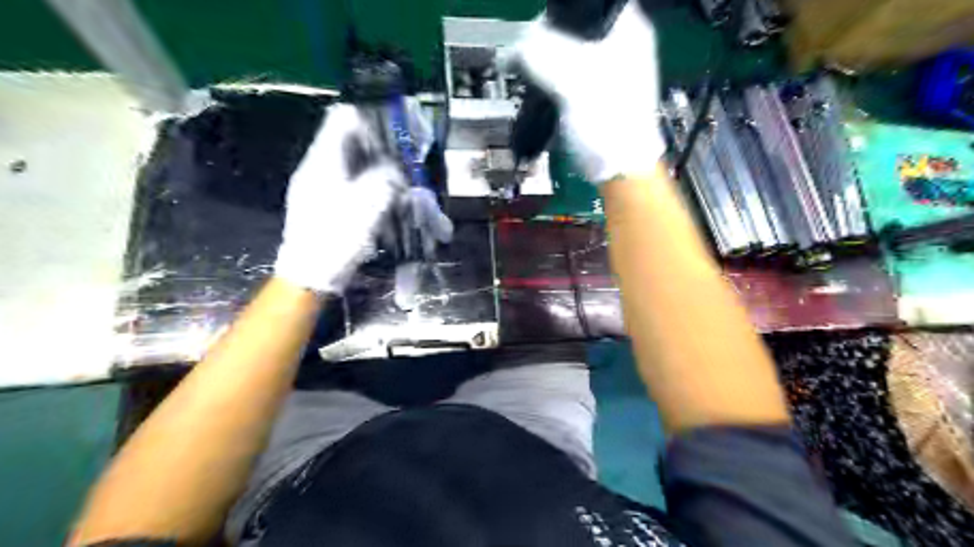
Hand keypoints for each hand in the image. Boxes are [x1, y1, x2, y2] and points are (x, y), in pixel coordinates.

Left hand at [275, 104, 405, 295]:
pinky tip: (381, 199)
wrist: (309, 275)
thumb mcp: (368, 205)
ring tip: (397, 181)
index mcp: (323, 160)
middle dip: (378, 147)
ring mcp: (317, 185)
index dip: (370, 120)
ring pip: (350, 162)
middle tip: (402, 160)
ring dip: (375, 167)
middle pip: (348, 140)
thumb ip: (385, 177)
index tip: (395, 135)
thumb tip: (395, 167)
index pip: (342, 118)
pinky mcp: (321, 203)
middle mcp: (317, 166)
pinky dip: (367, 184)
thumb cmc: (336, 237)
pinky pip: (347, 181)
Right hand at [513, 1, 665, 182]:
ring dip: (545, 60)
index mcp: (626, 29)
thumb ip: (539, 55)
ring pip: (567, 51)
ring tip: (528, 73)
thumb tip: (511, 49)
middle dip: (546, 39)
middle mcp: (620, 43)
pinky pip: (566, 74)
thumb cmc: (606, 121)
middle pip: (573, 25)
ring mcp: (607, 70)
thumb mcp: (571, 80)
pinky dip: (550, 78)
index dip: (556, 14)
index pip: (585, 3)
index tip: (534, 31)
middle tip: (526, 56)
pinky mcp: (594, 93)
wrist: (619, 168)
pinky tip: (538, 87)